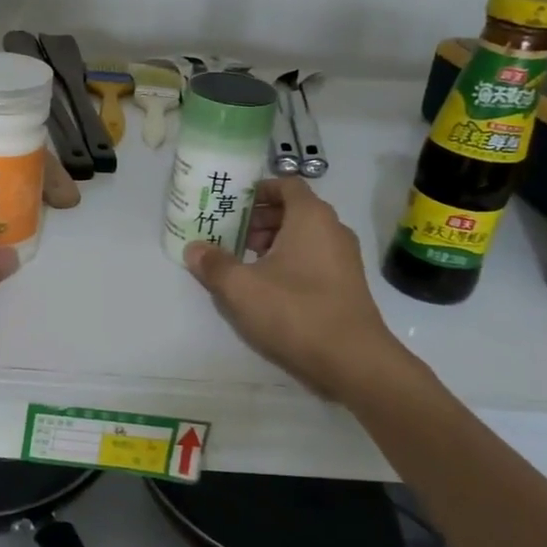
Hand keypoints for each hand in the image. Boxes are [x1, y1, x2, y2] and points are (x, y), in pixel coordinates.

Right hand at [184, 177, 407, 400]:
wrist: (352, 361)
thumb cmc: (294, 311)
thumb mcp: (241, 287)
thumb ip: (214, 264)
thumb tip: (194, 249)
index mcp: (311, 217)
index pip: (285, 184)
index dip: (257, 191)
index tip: (231, 205)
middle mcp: (332, 230)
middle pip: (293, 210)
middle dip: (259, 219)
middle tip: (228, 236)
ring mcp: (344, 258)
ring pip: (303, 236)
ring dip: (272, 242)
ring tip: (243, 263)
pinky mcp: (346, 284)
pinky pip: (313, 258)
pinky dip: (289, 262)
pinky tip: (266, 288)